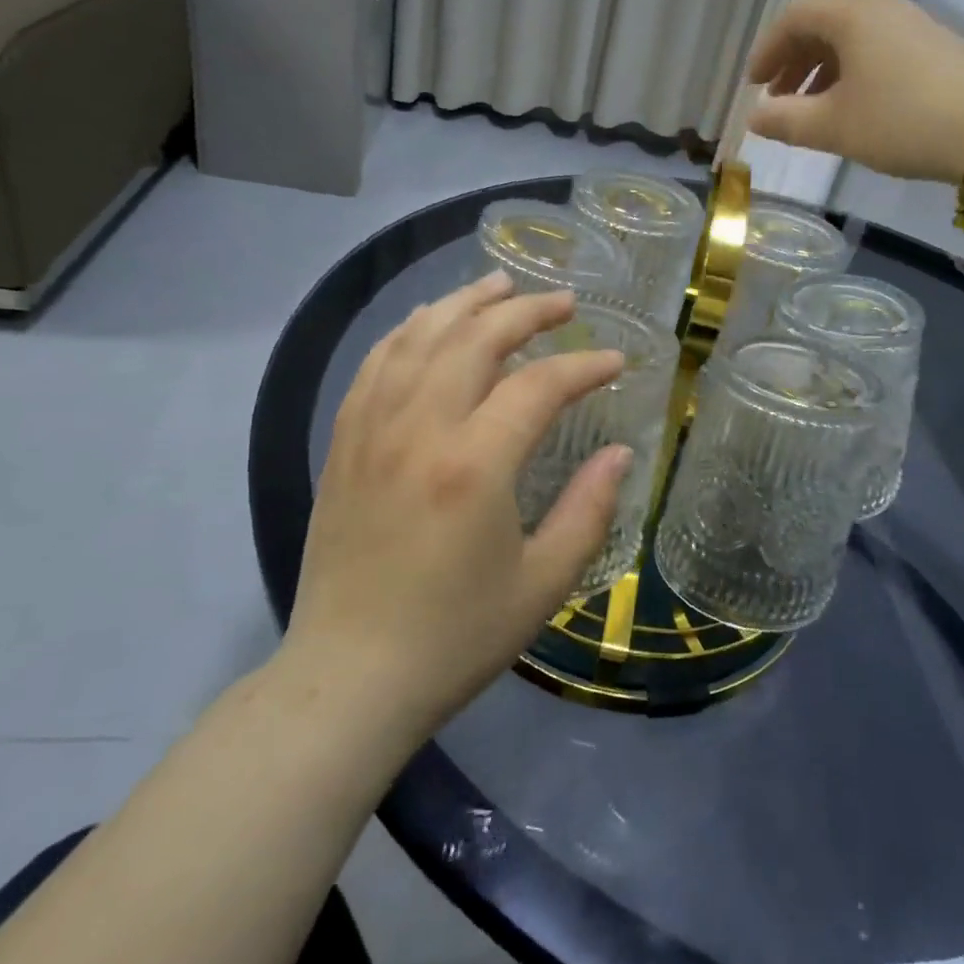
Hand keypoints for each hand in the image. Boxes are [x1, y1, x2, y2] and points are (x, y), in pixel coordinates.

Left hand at [285, 272, 632, 736]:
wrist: (349, 679)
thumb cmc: (455, 637)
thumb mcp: (543, 583)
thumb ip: (589, 509)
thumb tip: (619, 452)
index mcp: (473, 466)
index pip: (538, 385)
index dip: (584, 365)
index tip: (615, 361)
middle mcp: (418, 431)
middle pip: (474, 339)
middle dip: (526, 311)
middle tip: (565, 302)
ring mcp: (372, 432)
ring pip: (418, 338)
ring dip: (464, 303)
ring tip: (500, 284)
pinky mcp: (344, 445)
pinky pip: (375, 365)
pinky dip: (408, 331)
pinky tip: (428, 321)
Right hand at [745, 0, 963, 183]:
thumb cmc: (899, 119)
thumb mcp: (833, 126)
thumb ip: (787, 121)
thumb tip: (755, 118)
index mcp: (850, 14)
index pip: (792, 19)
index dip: (766, 51)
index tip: (752, 86)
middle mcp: (880, 8)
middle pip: (822, 26)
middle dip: (793, 63)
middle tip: (777, 100)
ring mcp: (911, 26)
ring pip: (851, 42)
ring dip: (822, 73)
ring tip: (811, 111)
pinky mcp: (934, 49)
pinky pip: (877, 52)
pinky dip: (853, 76)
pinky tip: (854, 109)